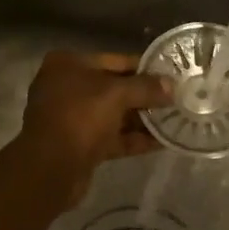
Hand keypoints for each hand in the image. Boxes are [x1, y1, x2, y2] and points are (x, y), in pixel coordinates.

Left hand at [15, 52, 171, 205]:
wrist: (51, 169)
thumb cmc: (80, 117)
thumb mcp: (116, 95)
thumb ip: (146, 87)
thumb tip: (172, 86)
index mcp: (68, 64)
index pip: (114, 60)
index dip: (144, 67)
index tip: (171, 74)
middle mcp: (66, 87)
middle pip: (114, 88)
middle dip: (145, 95)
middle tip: (178, 99)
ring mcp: (71, 117)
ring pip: (113, 114)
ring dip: (142, 118)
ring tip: (176, 119)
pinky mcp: (79, 145)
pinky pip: (112, 137)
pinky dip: (134, 138)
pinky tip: (163, 142)